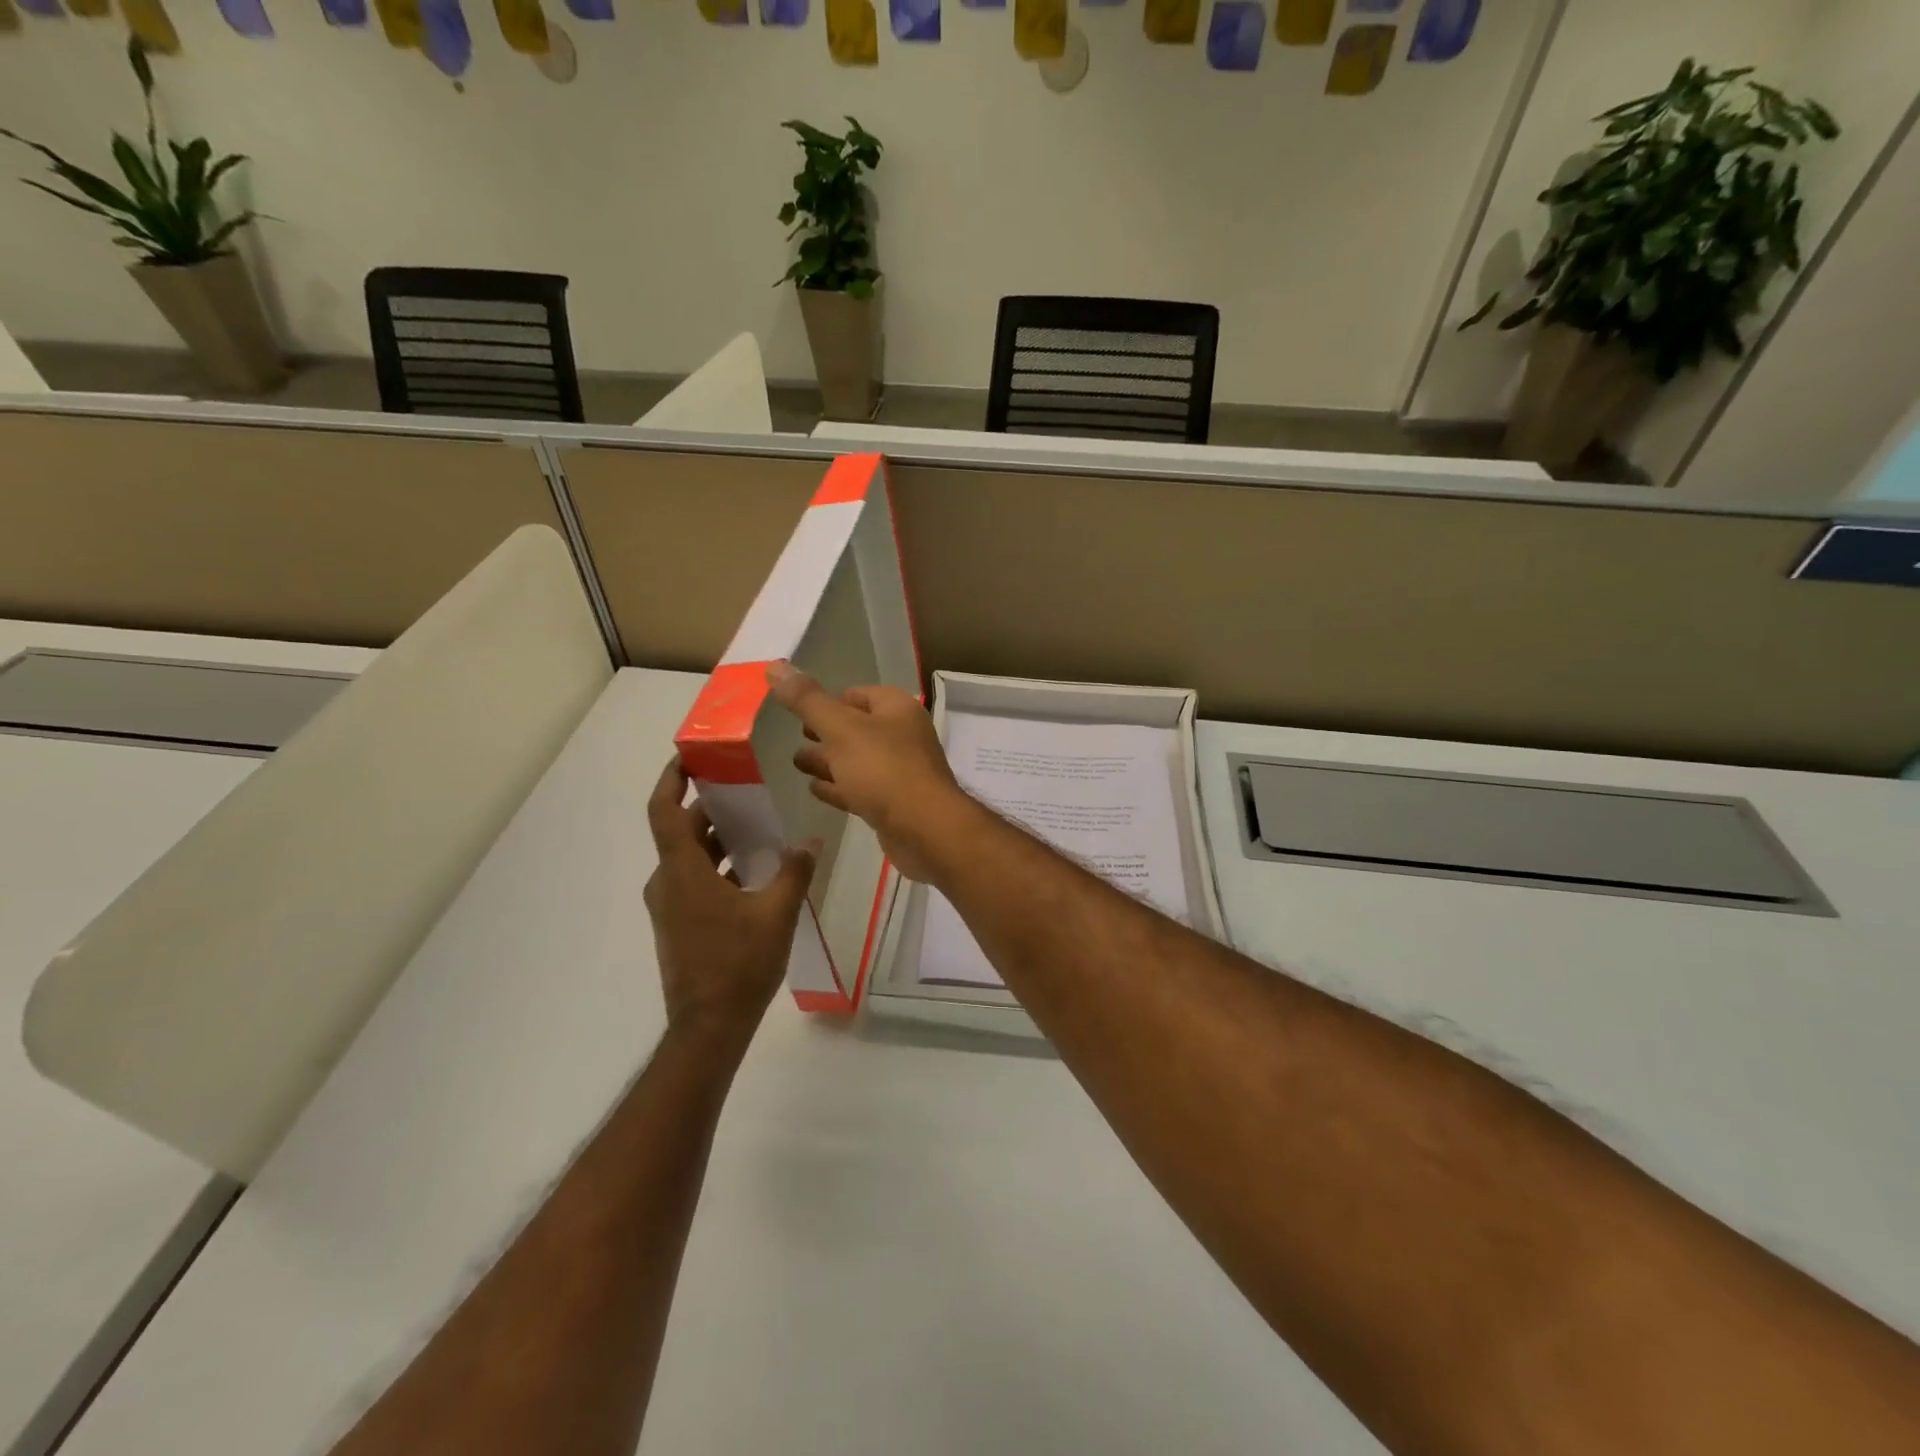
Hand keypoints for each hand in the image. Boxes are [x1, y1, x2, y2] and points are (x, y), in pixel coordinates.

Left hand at [643, 759, 814, 1049]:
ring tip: (758, 827)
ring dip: (718, 839)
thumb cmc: (739, 964)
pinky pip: (694, 880)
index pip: (664, 811)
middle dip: (711, 808)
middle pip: (682, 832)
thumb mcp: (776, 913)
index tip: (689, 756)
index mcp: (682, 871)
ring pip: (690, 858)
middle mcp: (667, 883)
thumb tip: (811, 841)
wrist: (709, 1027)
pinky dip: (718, 866)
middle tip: (746, 789)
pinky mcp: (679, 925)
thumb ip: (794, 872)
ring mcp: (670, 906)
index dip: (672, 779)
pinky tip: (753, 872)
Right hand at [766, 661, 979, 883]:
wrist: (924, 830)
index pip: (857, 694)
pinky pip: (861, 789)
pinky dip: (838, 787)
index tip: (799, 711)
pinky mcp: (894, 804)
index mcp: (896, 709)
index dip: (828, 701)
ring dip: (828, 762)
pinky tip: (814, 790)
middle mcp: (902, 735)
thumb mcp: (840, 728)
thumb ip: (807, 700)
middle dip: (825, 733)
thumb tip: (775, 666)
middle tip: (795, 738)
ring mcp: (900, 771)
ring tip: (796, 764)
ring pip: (857, 761)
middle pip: (856, 728)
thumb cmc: (884, 769)